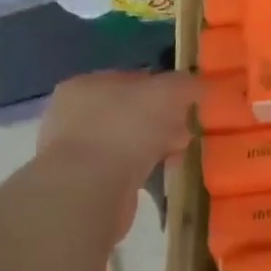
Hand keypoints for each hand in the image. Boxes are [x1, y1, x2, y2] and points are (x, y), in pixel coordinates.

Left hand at [35, 70, 199, 233]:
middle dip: (162, 121)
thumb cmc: (126, 128)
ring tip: (177, 156)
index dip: (164, 89)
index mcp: (85, 86)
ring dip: (154, 147)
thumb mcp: (168, 92)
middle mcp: (72, 116)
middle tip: (185, 132)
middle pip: (131, 112)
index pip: (132, 79)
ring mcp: (74, 152)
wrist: (89, 191)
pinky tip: (159, 175)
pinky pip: (122, 169)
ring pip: (127, 142)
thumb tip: (197, 87)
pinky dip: (141, 170)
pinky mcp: (82, 184)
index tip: (187, 105)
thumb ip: (186, 84)